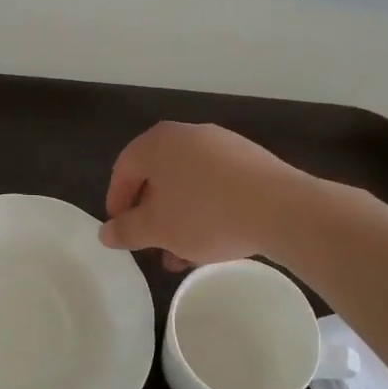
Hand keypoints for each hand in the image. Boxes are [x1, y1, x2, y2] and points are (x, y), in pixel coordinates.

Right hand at [100, 122, 314, 266]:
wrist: (281, 209)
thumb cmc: (205, 214)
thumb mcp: (157, 229)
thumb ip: (126, 230)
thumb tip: (106, 233)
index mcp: (157, 142)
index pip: (123, 170)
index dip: (116, 203)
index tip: (120, 232)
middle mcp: (188, 135)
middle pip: (157, 176)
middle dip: (152, 214)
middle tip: (151, 244)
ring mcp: (223, 144)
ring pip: (188, 184)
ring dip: (179, 217)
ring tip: (183, 254)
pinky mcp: (250, 160)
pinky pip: (216, 184)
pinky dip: (206, 209)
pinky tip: (213, 239)